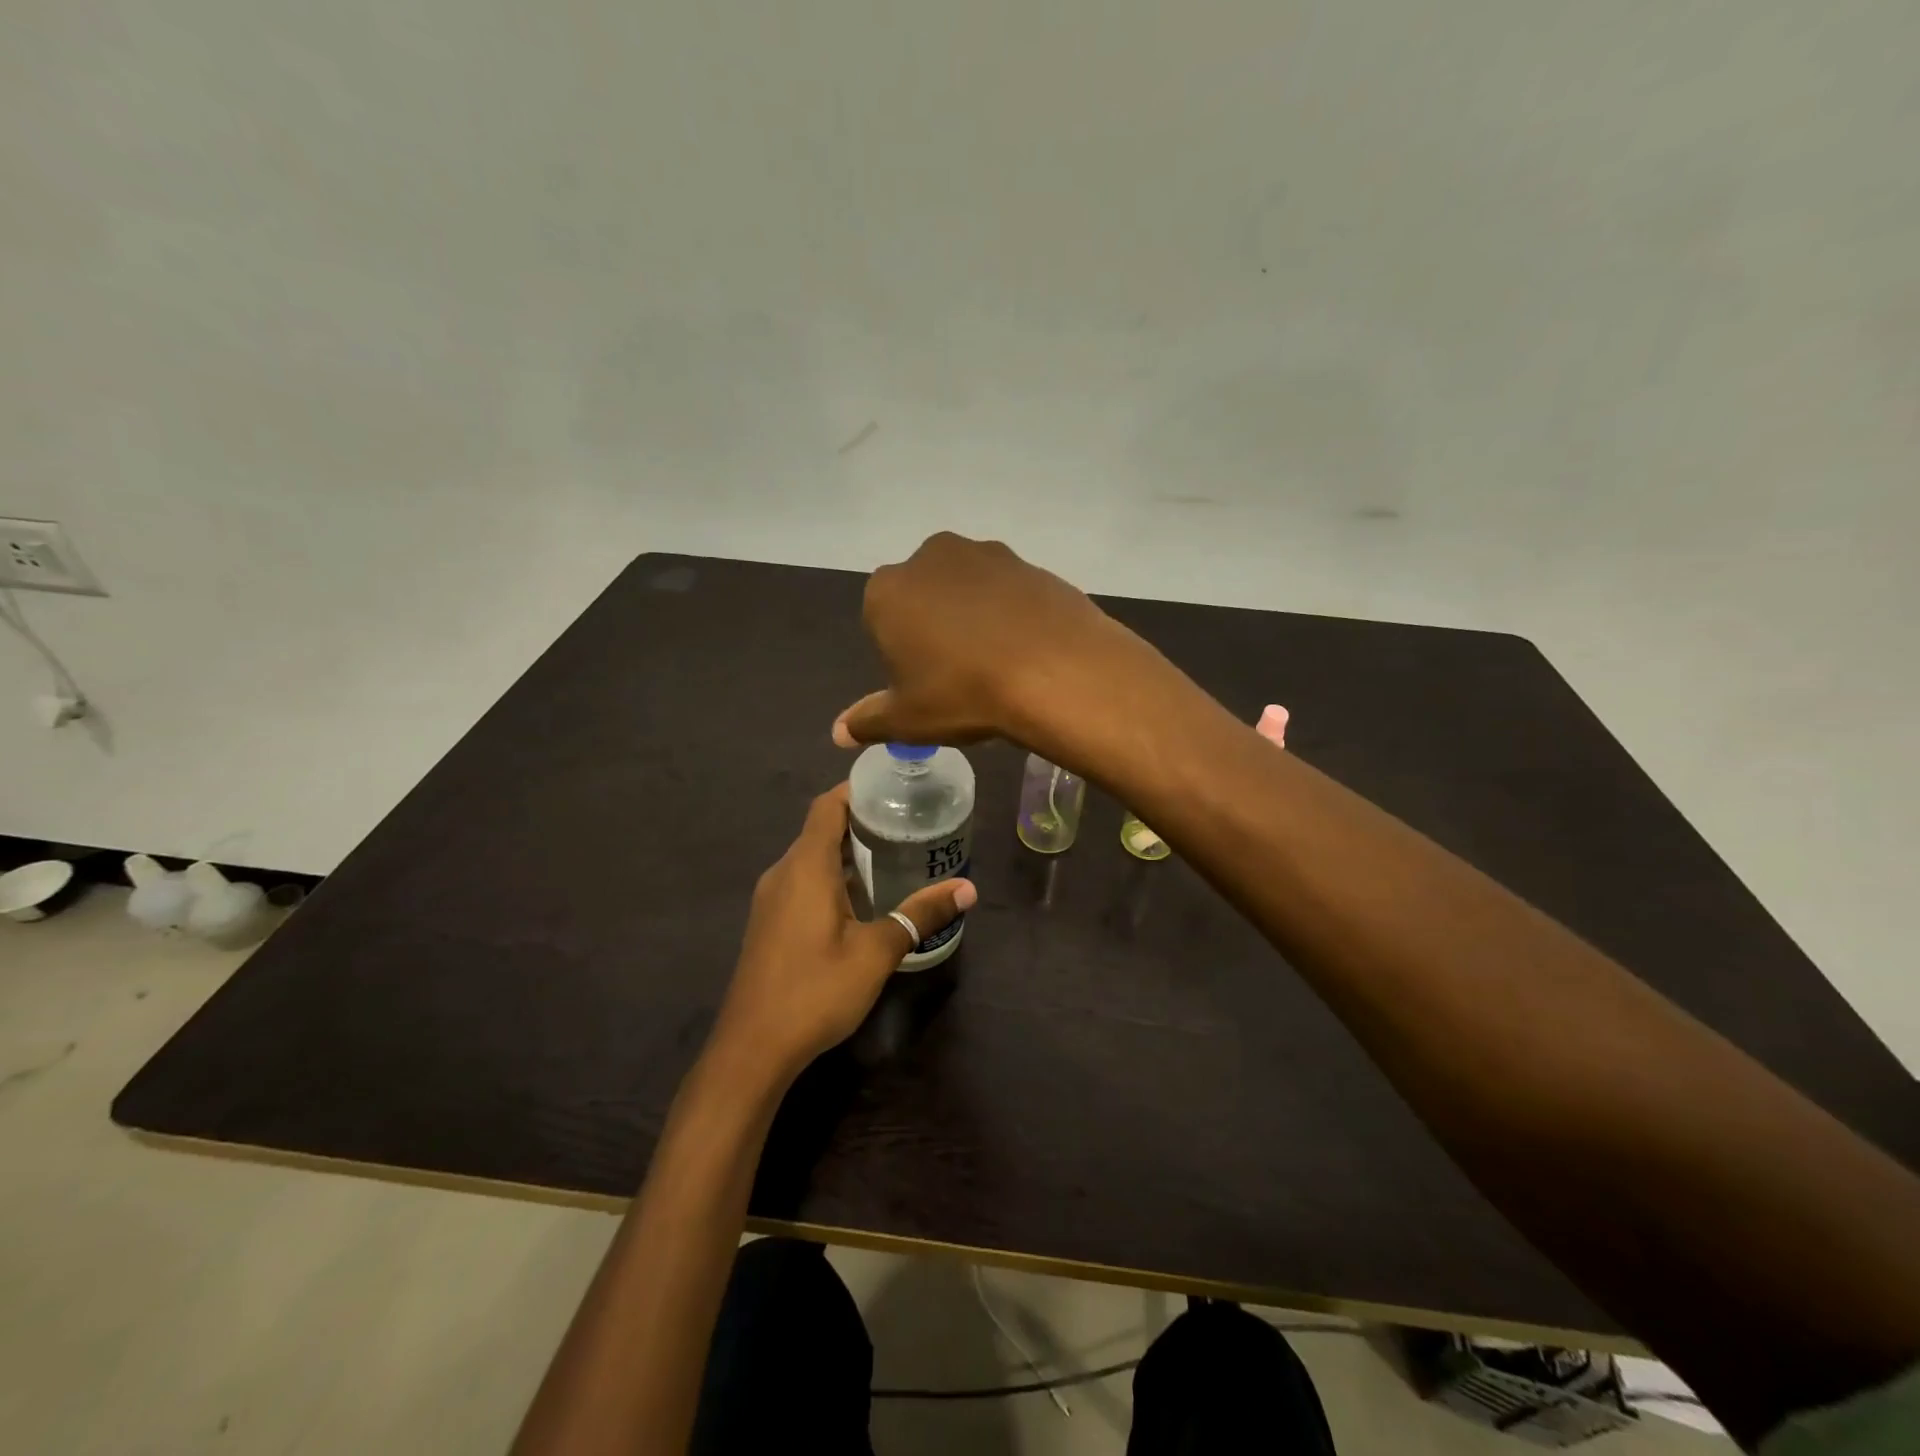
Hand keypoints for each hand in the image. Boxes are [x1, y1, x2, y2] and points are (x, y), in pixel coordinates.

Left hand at [711, 784, 976, 1081]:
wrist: (752, 1048)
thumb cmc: (815, 990)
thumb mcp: (877, 952)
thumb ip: (920, 915)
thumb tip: (968, 888)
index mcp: (806, 866)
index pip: (828, 805)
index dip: (857, 790)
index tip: (894, 789)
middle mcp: (783, 872)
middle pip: (821, 829)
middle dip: (862, 822)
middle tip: (908, 824)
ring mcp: (771, 899)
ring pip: (812, 858)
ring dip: (848, 853)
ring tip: (893, 856)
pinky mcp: (769, 923)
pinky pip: (803, 881)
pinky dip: (832, 877)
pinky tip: (863, 900)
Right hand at [831, 533, 1148, 757]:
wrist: (1054, 671)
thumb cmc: (963, 693)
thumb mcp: (908, 719)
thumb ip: (868, 721)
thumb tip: (839, 732)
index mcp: (888, 590)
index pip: (881, 620)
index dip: (901, 653)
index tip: (925, 682)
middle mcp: (931, 557)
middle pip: (924, 596)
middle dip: (934, 626)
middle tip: (960, 672)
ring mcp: (985, 554)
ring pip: (968, 589)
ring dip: (975, 616)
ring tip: (998, 661)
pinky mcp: (1029, 562)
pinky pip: (1009, 591)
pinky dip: (1012, 613)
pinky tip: (1028, 647)